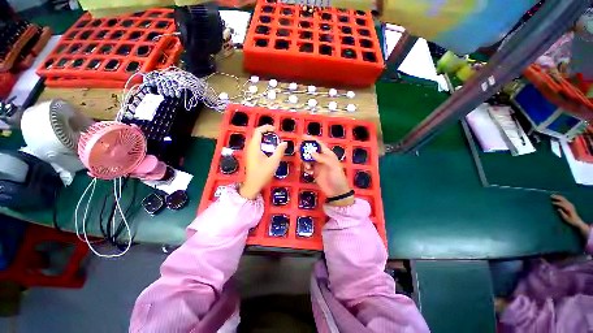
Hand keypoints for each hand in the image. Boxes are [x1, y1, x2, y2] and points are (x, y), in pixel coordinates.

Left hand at [239, 125, 286, 199]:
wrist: (252, 185)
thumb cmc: (262, 173)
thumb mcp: (274, 162)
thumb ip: (279, 151)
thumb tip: (284, 143)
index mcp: (254, 146)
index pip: (258, 131)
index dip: (266, 127)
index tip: (275, 130)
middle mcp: (249, 147)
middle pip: (256, 134)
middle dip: (266, 132)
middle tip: (276, 136)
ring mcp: (248, 152)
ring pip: (256, 140)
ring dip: (264, 138)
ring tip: (274, 142)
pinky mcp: (249, 156)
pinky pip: (255, 146)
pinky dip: (262, 144)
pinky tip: (269, 150)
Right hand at [302, 136, 353, 206]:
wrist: (337, 191)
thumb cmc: (337, 177)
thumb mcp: (332, 166)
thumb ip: (322, 158)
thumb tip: (311, 152)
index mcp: (327, 154)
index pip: (318, 144)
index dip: (311, 139)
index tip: (302, 136)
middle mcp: (322, 158)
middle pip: (311, 150)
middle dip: (304, 149)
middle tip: (297, 149)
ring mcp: (317, 165)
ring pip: (308, 159)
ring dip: (305, 161)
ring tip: (307, 167)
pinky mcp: (314, 172)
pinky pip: (307, 167)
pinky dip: (306, 168)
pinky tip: (310, 173)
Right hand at [551, 194, 589, 236]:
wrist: (577, 221)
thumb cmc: (571, 221)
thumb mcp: (566, 218)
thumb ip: (562, 213)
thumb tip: (558, 209)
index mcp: (568, 208)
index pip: (562, 204)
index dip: (557, 203)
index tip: (552, 203)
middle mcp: (570, 205)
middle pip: (563, 200)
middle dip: (557, 197)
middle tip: (551, 196)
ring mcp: (570, 204)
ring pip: (564, 199)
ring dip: (559, 196)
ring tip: (554, 195)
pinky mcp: (570, 204)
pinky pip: (565, 200)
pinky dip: (561, 198)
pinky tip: (559, 197)